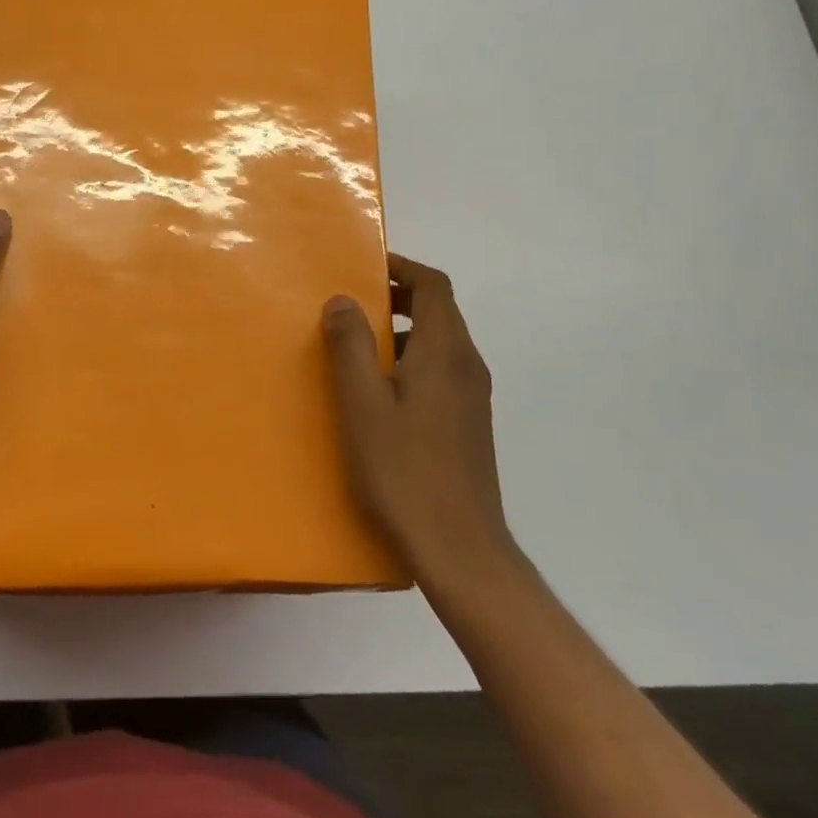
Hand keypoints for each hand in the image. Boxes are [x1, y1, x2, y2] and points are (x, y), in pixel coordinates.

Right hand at [322, 254, 513, 581]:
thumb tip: (343, 299)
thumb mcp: (363, 404)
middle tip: (353, 305)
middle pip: (439, 310)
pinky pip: (442, 371)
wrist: (460, 550)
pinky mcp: (470, 424)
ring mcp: (474, 397)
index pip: (434, 285)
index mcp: (446, 351)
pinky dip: (412, 361)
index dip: (402, 268)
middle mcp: (468, 365)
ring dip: (403, 331)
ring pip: (440, 342)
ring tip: (358, 347)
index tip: (365, 267)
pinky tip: (380, 394)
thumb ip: (351, 345)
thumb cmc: (404, 471)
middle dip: (398, 298)